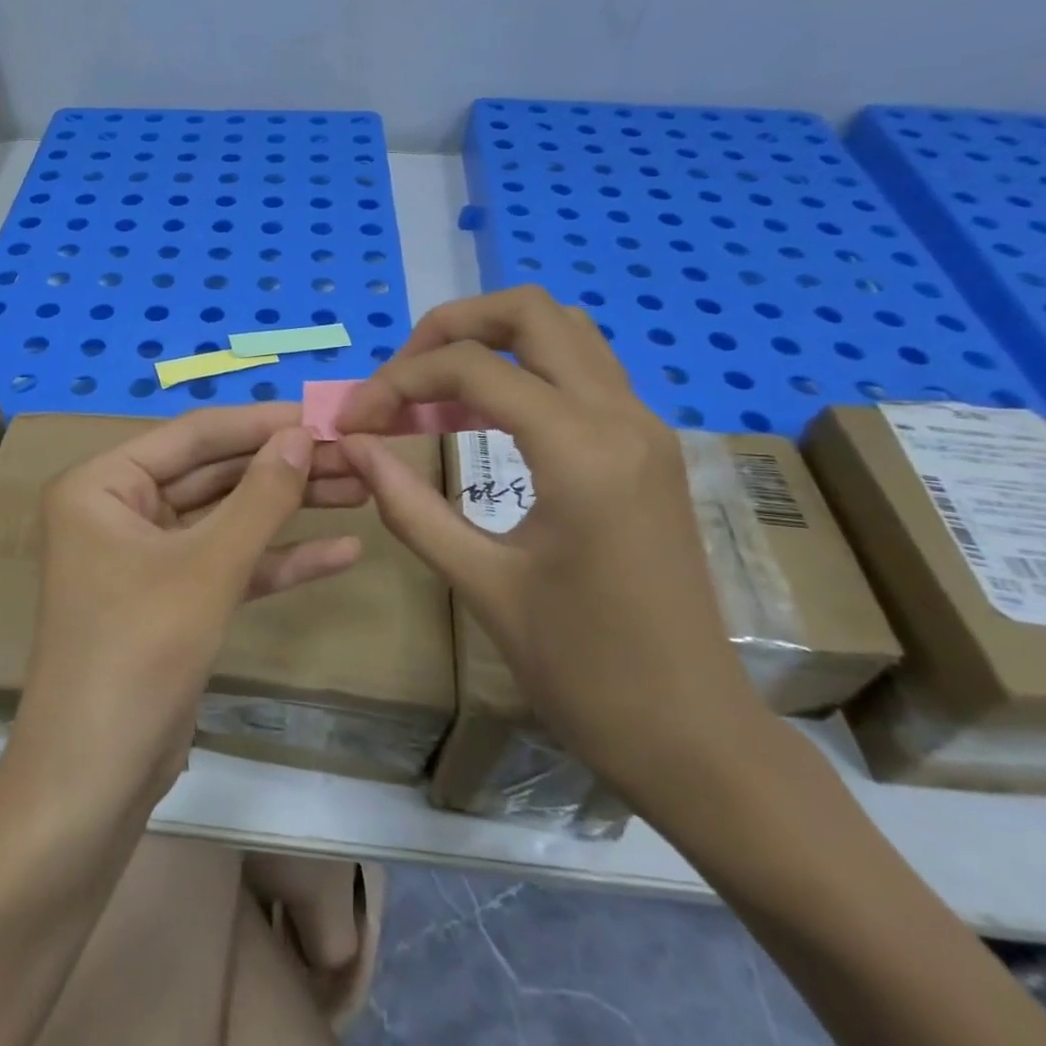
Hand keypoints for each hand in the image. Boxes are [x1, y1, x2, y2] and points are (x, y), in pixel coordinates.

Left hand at [19, 403, 365, 806]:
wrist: (94, 782)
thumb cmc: (137, 654)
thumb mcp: (207, 568)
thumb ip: (259, 497)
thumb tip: (303, 434)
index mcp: (103, 485)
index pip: (194, 436)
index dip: (262, 423)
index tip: (326, 414)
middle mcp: (120, 510)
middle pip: (215, 474)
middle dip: (283, 467)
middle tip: (354, 454)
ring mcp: (147, 556)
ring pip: (227, 518)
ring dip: (289, 508)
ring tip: (361, 490)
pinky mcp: (172, 599)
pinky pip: (229, 564)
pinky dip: (278, 560)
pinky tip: (342, 552)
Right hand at [334, 287, 766, 803]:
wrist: (693, 735)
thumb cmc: (584, 671)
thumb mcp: (481, 585)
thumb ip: (409, 505)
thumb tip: (352, 447)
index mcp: (580, 450)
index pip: (471, 367)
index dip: (398, 381)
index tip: (354, 420)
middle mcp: (621, 416)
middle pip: (529, 311)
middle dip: (449, 328)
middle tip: (400, 378)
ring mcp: (643, 427)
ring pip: (563, 330)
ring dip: (490, 340)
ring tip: (434, 391)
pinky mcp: (648, 447)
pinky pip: (582, 370)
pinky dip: (523, 368)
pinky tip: (482, 415)